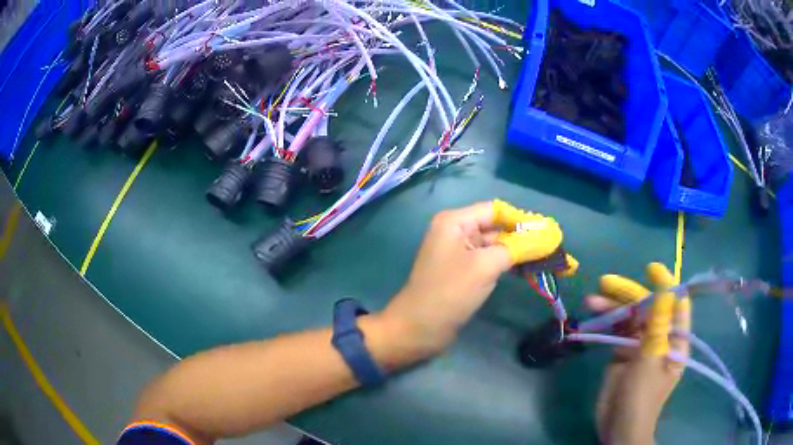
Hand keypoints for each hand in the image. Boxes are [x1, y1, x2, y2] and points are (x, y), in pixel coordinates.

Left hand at [381, 200, 563, 358]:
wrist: (418, 330)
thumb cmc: (449, 293)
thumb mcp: (486, 266)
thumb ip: (518, 248)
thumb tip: (549, 236)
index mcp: (455, 222)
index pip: (496, 210)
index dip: (522, 219)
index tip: (549, 231)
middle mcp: (457, 232)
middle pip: (498, 228)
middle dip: (525, 238)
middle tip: (555, 247)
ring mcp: (460, 254)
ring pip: (497, 247)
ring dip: (521, 253)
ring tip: (550, 260)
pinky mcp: (464, 273)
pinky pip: (491, 262)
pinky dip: (510, 265)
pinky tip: (530, 271)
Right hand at [587, 263, 691, 444]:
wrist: (618, 427)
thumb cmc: (642, 395)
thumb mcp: (652, 356)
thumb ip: (658, 319)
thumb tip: (664, 281)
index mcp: (675, 337)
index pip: (675, 302)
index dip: (665, 284)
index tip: (649, 269)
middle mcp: (660, 336)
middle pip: (646, 307)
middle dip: (628, 294)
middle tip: (605, 283)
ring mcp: (640, 345)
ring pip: (628, 318)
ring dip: (611, 308)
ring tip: (590, 301)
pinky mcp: (621, 353)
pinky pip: (615, 332)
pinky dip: (604, 324)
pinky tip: (591, 318)